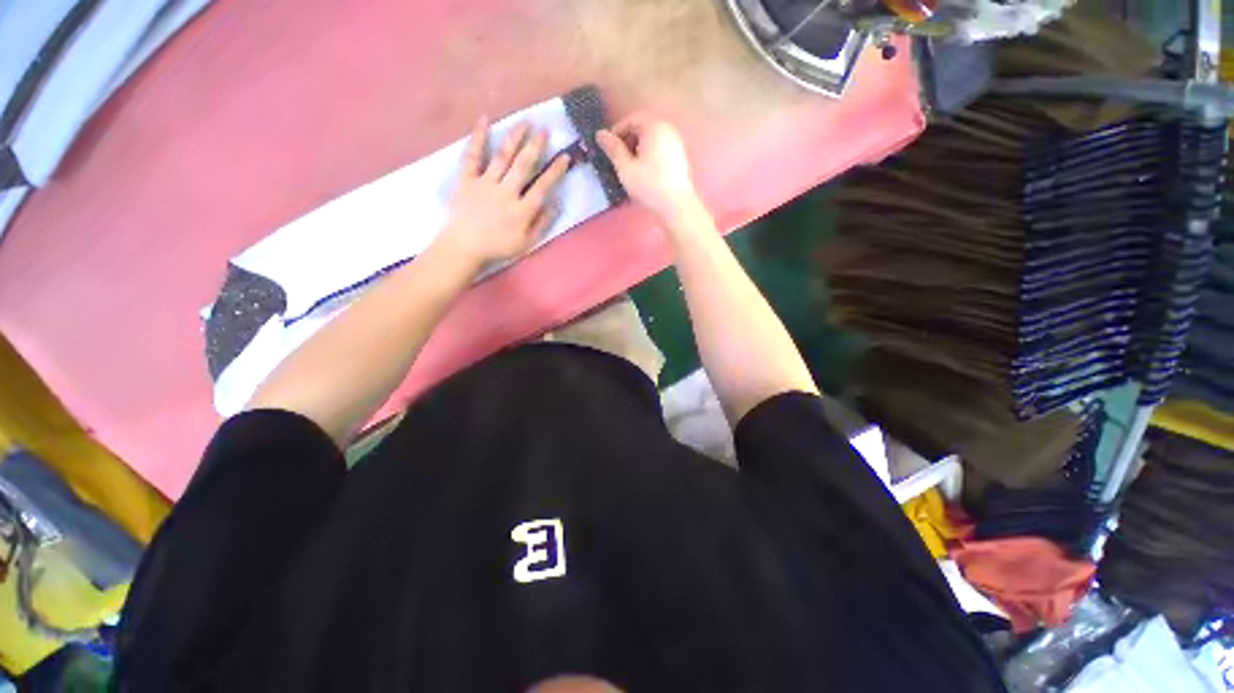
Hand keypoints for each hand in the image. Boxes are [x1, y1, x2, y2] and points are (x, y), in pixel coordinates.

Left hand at [435, 117, 568, 267]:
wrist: (464, 247)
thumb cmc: (498, 247)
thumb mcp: (526, 243)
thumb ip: (542, 223)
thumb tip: (556, 203)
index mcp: (521, 210)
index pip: (542, 187)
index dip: (555, 171)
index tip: (565, 156)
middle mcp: (505, 193)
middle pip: (523, 165)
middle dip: (536, 146)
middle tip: (545, 130)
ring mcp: (485, 184)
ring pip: (502, 157)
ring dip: (514, 138)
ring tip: (525, 122)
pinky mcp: (466, 180)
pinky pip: (472, 156)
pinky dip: (478, 137)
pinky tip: (484, 119)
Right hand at [596, 115, 699, 219]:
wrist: (676, 206)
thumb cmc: (649, 186)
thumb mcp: (626, 168)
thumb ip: (613, 149)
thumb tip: (600, 134)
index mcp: (654, 127)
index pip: (631, 120)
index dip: (617, 132)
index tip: (608, 149)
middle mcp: (668, 129)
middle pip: (643, 127)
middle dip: (628, 140)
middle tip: (618, 158)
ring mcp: (676, 143)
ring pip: (652, 139)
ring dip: (638, 149)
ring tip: (630, 167)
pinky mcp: (680, 157)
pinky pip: (660, 149)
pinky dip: (649, 155)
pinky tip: (644, 172)